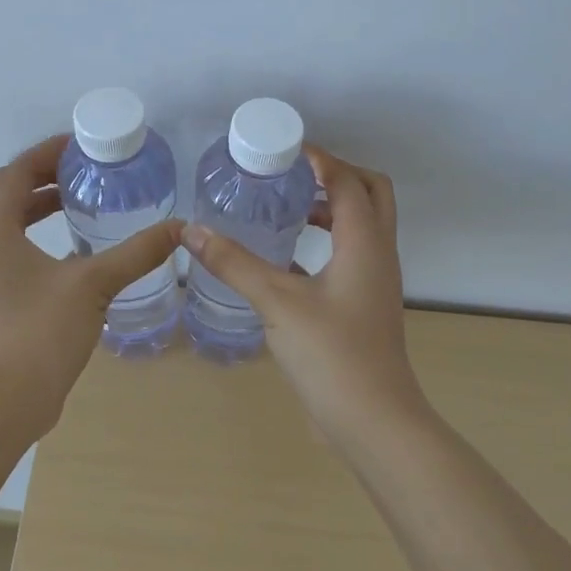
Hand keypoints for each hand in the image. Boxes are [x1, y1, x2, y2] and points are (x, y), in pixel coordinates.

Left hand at [0, 133, 184, 430]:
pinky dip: (42, 237)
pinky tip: (79, 251)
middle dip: (45, 177)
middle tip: (86, 172)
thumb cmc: (39, 331)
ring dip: (41, 207)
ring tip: (83, 202)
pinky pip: (17, 250)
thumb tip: (179, 229)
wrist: (5, 400)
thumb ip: (136, 253)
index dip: (44, 153)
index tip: (79, 146)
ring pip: (11, 223)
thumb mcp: (93, 284)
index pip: (13, 172)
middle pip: (9, 194)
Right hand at [181, 147, 430, 446]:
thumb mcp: (277, 302)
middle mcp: (378, 254)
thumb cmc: (331, 354)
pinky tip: (285, 257)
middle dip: (334, 176)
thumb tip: (192, 231)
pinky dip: (325, 243)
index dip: (318, 158)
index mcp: (365, 242)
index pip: (347, 180)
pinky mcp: (364, 306)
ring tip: (286, 208)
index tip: (282, 150)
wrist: (373, 421)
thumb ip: (234, 263)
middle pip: (370, 193)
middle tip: (292, 175)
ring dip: (331, 209)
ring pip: (362, 227)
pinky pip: (350, 256)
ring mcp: (374, 282)